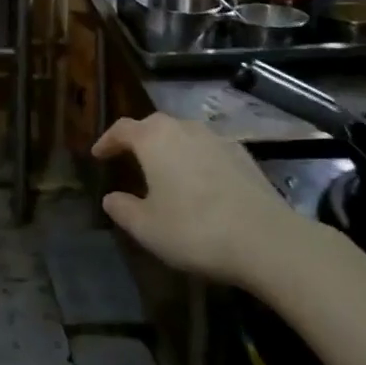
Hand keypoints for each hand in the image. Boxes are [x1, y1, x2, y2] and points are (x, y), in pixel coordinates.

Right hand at [94, 114, 324, 287]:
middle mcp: (184, 129)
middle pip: (154, 125)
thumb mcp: (147, 228)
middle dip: (139, 138)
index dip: (107, 140)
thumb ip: (123, 209)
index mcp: (154, 139)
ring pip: (184, 134)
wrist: (267, 240)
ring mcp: (217, 139)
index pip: (122, 129)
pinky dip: (197, 159)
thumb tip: (110, 198)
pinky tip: (201, 182)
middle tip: (130, 157)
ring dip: (171, 147)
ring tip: (166, 169)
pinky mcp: (244, 156)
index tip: (98, 154)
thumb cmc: (195, 230)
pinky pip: (209, 149)